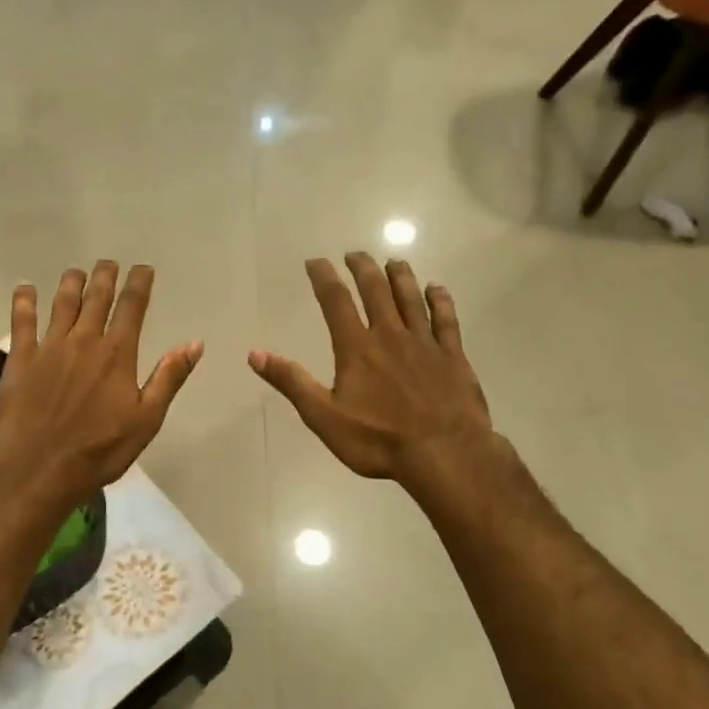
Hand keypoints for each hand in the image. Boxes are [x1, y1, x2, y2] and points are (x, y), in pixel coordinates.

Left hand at [0, 261, 202, 510]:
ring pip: (62, 303)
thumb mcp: (146, 420)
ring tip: (76, 271)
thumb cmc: (99, 451)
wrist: (39, 470)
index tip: (143, 268)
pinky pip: (21, 321)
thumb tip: (194, 343)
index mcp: (117, 354)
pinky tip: (25, 288)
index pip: (132, 307)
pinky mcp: (20, 359)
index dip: (139, 284)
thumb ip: (169, 378)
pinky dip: (24, 301)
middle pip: (96, 298)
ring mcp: (49, 347)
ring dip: (70, 283)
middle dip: (105, 276)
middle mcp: (84, 340)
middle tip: (109, 263)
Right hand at [250, 255, 496, 493]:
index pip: (336, 302)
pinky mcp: (453, 356)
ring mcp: (425, 344)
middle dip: (363, 268)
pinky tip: (437, 289)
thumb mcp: (324, 417)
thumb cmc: (378, 440)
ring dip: (400, 277)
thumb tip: (255, 353)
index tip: (315, 261)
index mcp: (357, 348)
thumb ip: (292, 382)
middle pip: (376, 291)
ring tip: (394, 261)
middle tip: (355, 254)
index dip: (324, 278)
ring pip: (411, 299)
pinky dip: (441, 301)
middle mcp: (390, 335)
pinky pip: (446, 320)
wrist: (445, 454)